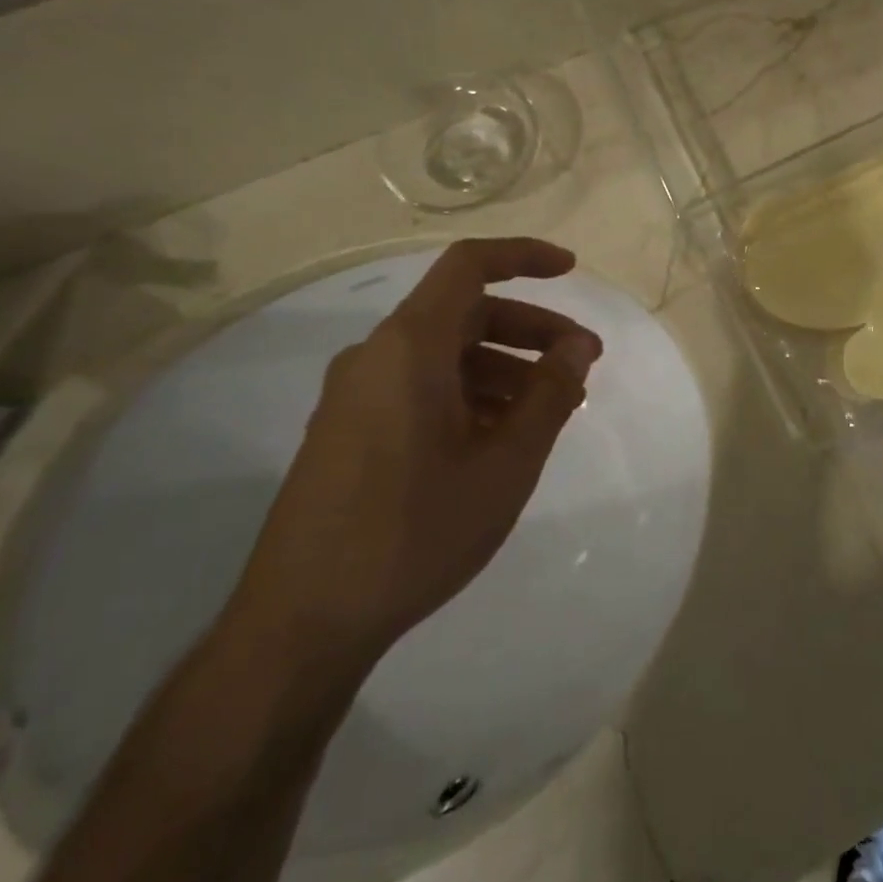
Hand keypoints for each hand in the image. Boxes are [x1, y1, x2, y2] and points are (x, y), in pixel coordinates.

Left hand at [227, 238, 602, 672]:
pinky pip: (420, 387)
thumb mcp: (505, 463)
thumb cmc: (414, 531)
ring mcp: (355, 396)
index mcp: (408, 347)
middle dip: (530, 330)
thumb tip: (578, 345)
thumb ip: (550, 394)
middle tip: (582, 362)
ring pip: (444, 354)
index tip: (572, 269)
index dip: (524, 256)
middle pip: (464, 313)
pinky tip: (500, 438)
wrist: (300, 625)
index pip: (468, 267)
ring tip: (550, 410)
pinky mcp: (347, 431)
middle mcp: (376, 356)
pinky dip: (469, 393)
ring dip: (504, 367)